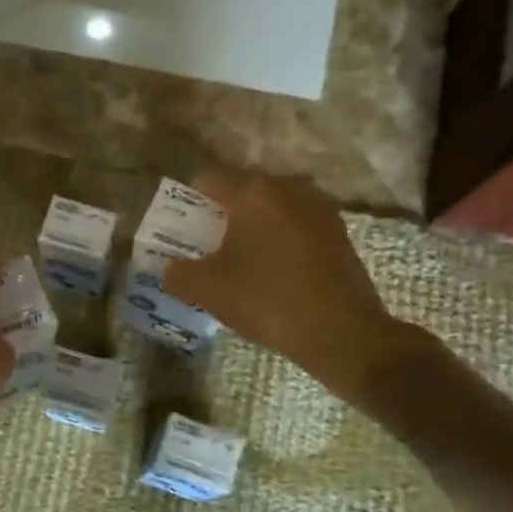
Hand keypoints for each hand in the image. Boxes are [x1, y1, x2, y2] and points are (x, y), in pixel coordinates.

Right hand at [163, 170, 429, 403]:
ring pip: (274, 209)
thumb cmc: (265, 299)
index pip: (209, 179)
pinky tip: (275, 274)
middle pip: (244, 191)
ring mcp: (320, 209)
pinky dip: (281, 241)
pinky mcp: (339, 233)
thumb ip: (177, 273)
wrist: (340, 332)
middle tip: (210, 248)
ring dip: (256, 227)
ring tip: (244, 262)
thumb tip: (172, 269)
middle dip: (224, 215)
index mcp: (253, 192)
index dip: (190, 202)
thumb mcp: (206, 289)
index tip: (185, 230)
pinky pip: (297, 227)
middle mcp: (289, 188)